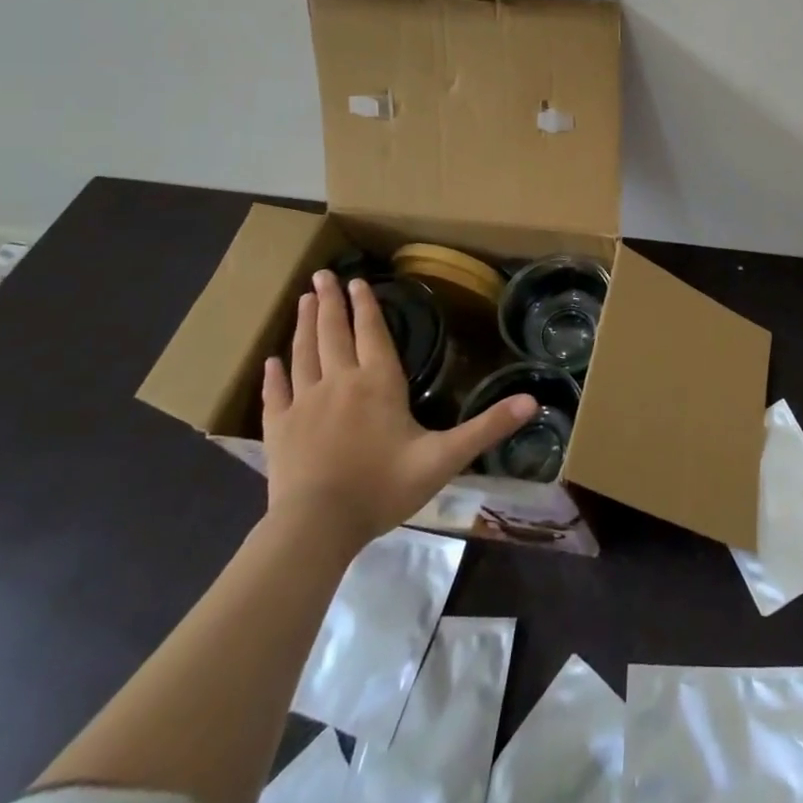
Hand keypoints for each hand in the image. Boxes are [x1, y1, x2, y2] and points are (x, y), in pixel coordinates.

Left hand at [261, 269, 537, 549]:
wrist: (316, 527)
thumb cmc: (383, 487)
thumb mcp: (444, 457)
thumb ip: (487, 428)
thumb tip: (533, 401)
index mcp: (378, 382)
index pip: (371, 333)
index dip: (366, 305)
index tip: (356, 280)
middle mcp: (339, 382)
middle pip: (334, 333)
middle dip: (329, 302)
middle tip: (321, 275)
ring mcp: (304, 403)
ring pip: (304, 353)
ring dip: (304, 325)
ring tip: (302, 300)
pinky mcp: (279, 429)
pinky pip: (275, 393)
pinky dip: (273, 374)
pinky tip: (270, 361)